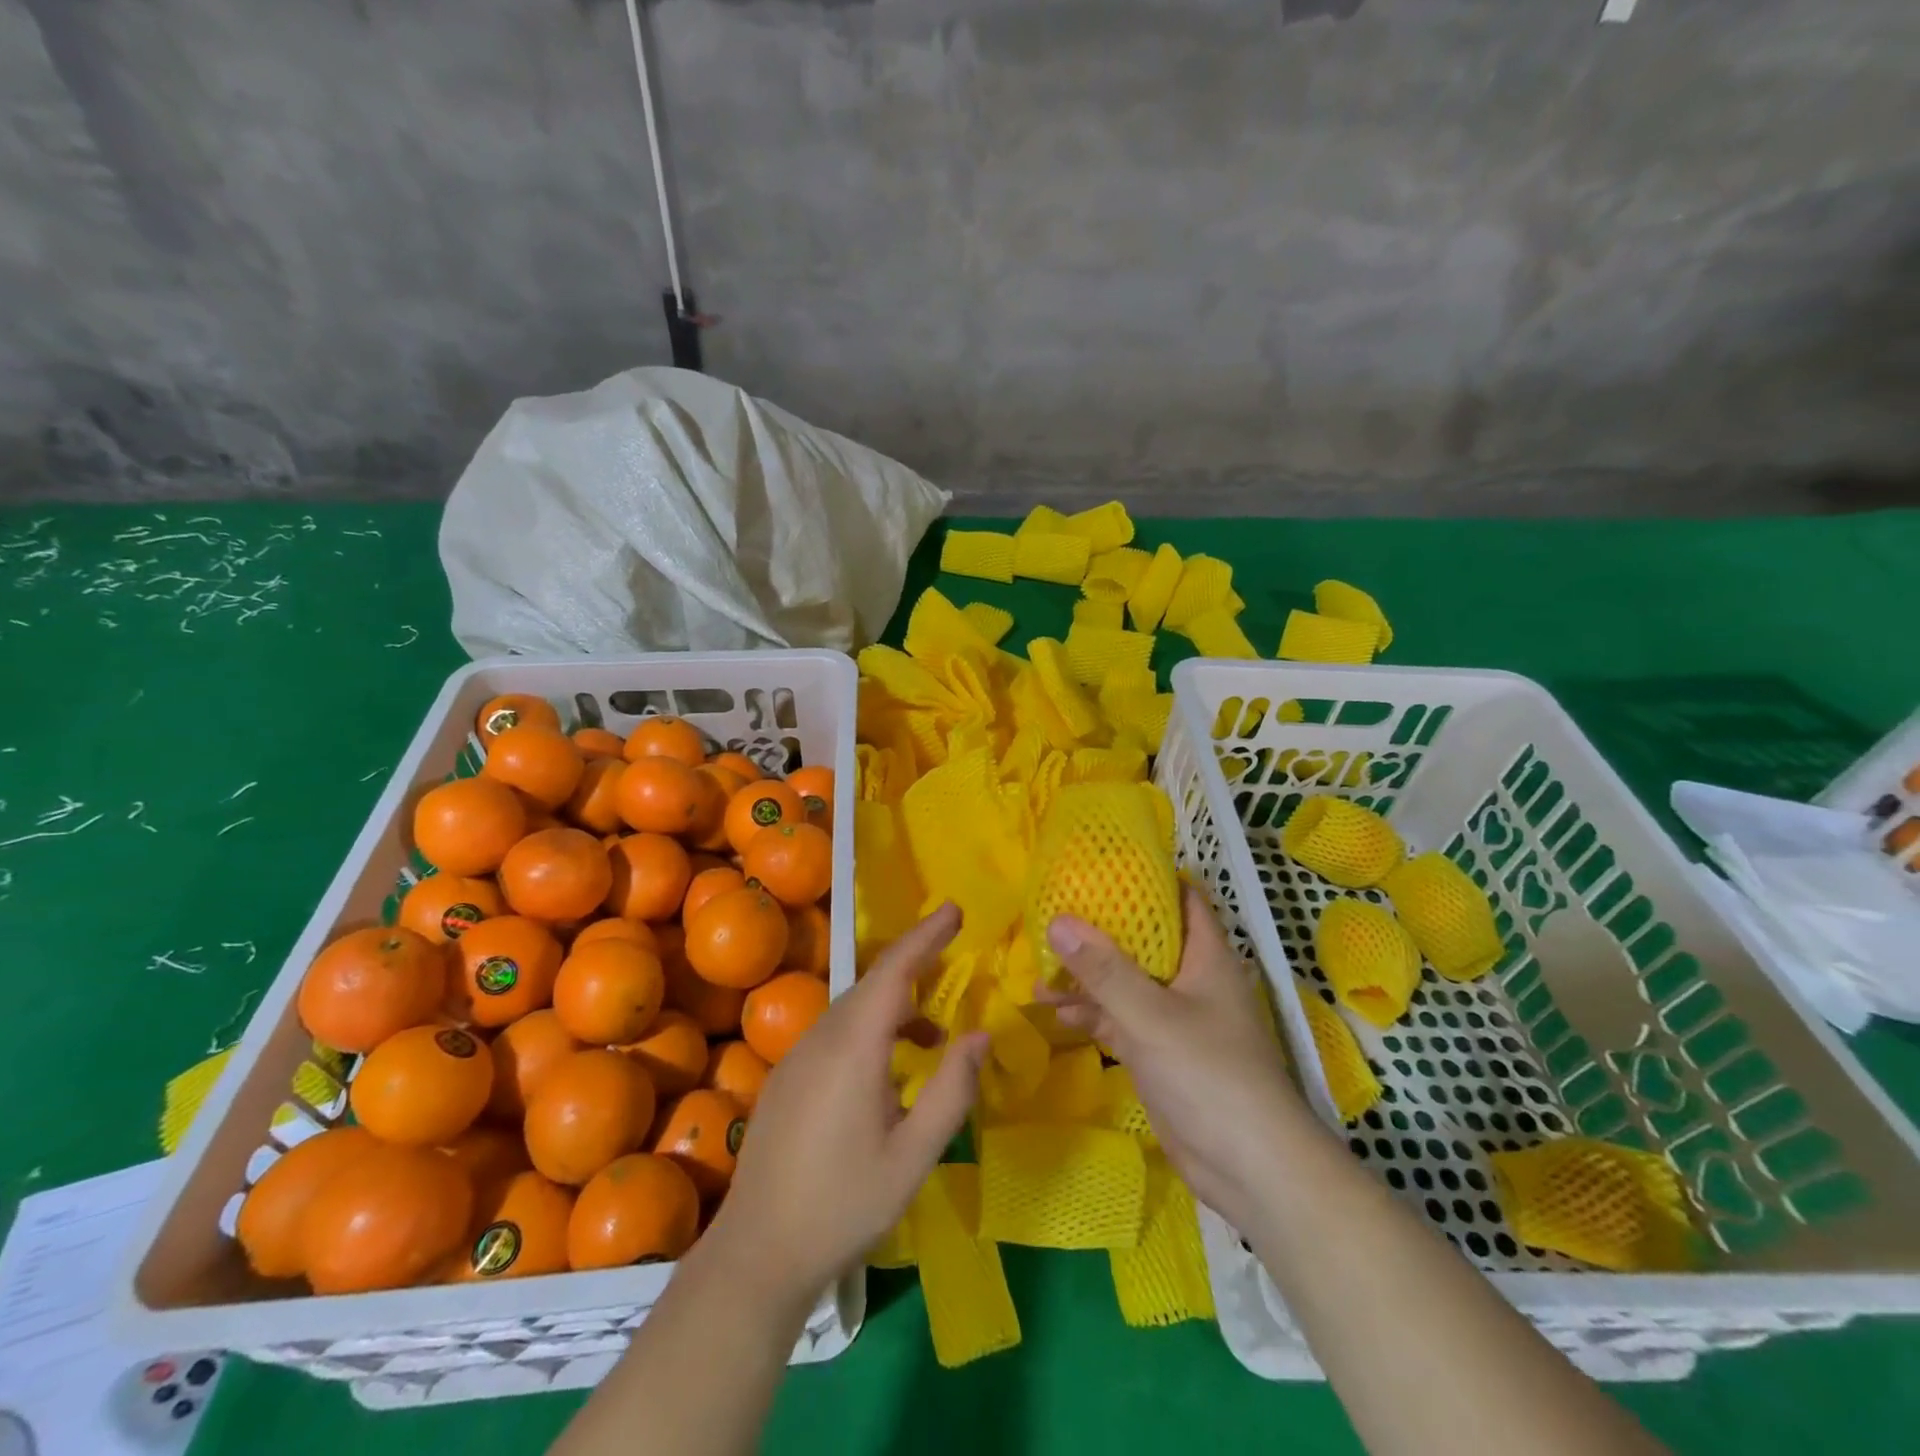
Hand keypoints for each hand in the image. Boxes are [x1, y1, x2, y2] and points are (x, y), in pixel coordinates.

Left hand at [703, 903, 987, 1308]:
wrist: (757, 1253)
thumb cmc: (843, 1205)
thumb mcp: (913, 1156)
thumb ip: (951, 1090)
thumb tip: (980, 1034)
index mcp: (853, 1046)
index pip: (893, 970)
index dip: (925, 936)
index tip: (954, 910)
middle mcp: (821, 1037)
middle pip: (872, 983)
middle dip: (914, 962)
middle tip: (952, 956)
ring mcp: (797, 1056)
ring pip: (853, 1008)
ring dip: (895, 1004)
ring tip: (933, 1034)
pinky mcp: (786, 1077)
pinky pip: (835, 1032)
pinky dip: (870, 1028)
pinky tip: (887, 1068)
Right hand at [1041, 886, 1302, 1228]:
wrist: (1252, 1170)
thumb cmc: (1209, 1075)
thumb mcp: (1150, 1016)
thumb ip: (1103, 970)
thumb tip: (1057, 920)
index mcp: (1205, 956)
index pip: (1180, 898)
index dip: (1146, 878)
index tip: (1098, 868)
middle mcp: (1192, 980)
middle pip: (1143, 940)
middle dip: (1099, 931)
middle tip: (1052, 917)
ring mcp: (1177, 1019)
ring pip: (1127, 983)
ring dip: (1088, 978)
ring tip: (1039, 971)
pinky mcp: (1162, 1054)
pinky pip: (1122, 1021)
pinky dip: (1093, 1014)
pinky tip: (1056, 1014)